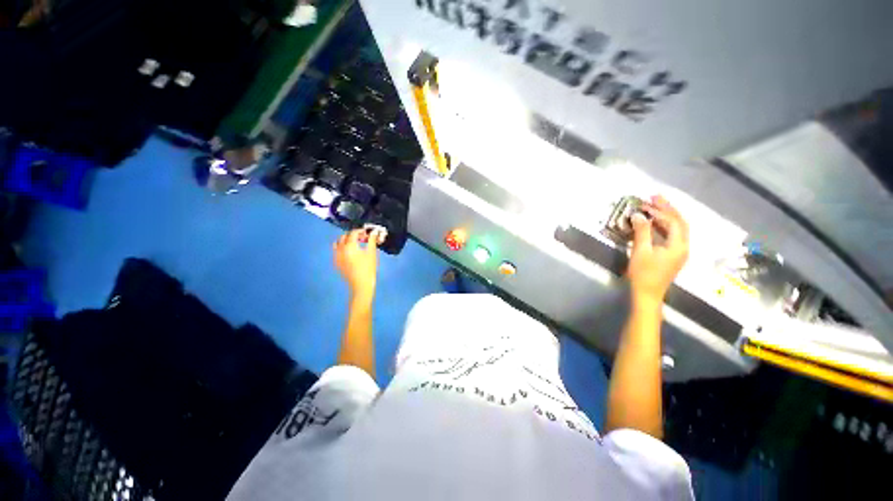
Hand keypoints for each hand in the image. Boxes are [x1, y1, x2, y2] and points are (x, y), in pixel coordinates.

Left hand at [334, 228, 380, 300]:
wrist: (361, 285)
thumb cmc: (369, 268)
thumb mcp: (372, 253)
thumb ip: (372, 240)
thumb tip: (374, 232)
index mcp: (350, 245)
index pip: (353, 233)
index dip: (361, 231)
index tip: (368, 233)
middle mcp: (340, 249)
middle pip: (344, 237)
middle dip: (353, 235)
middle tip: (363, 239)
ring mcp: (336, 256)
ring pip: (338, 243)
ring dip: (345, 241)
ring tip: (355, 245)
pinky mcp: (336, 262)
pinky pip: (336, 251)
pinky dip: (342, 248)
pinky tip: (350, 253)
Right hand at [627, 195, 689, 304]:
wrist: (647, 294)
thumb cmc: (643, 273)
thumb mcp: (641, 251)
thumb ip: (641, 232)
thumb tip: (638, 215)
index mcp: (678, 245)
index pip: (674, 221)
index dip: (662, 210)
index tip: (647, 202)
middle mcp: (683, 246)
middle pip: (679, 222)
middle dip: (667, 209)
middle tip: (654, 197)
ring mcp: (679, 251)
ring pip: (677, 228)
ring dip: (666, 216)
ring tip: (654, 206)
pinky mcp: (672, 255)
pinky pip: (671, 235)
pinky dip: (663, 225)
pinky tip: (654, 222)